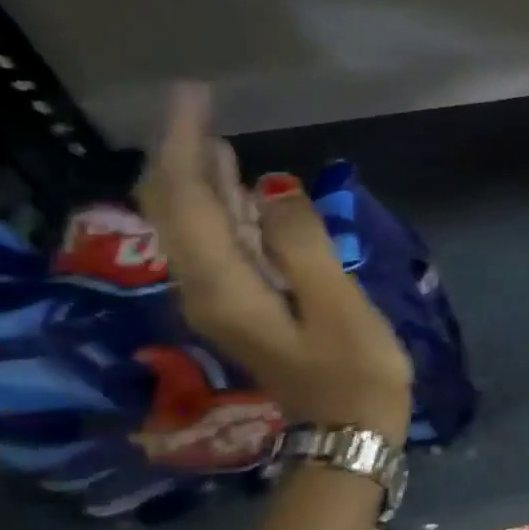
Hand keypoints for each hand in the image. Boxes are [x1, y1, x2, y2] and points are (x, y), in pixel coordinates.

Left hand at [138, 84, 413, 443]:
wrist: (348, 434)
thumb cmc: (356, 370)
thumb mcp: (338, 304)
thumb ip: (303, 243)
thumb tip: (275, 184)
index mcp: (223, 285)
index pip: (184, 199)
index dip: (182, 143)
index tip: (196, 95)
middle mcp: (205, 289)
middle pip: (173, 210)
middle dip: (178, 154)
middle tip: (200, 106)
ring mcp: (222, 301)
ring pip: (191, 228)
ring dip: (196, 180)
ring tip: (212, 138)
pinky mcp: (244, 309)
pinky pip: (218, 246)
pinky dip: (222, 211)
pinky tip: (241, 194)